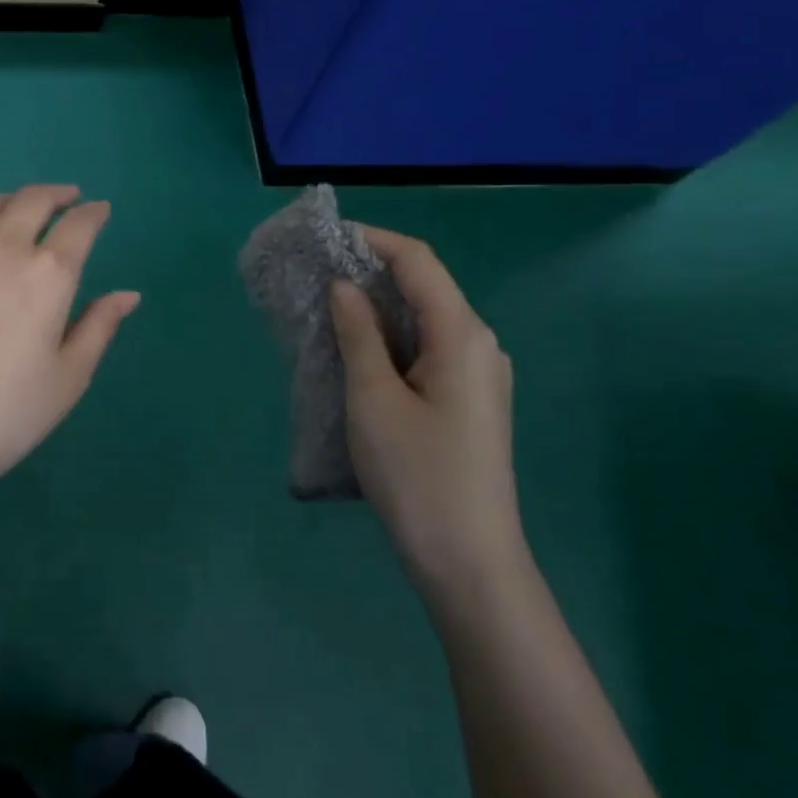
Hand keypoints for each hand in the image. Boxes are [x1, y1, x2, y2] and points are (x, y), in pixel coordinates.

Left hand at [0, 186, 139, 506]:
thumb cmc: (4, 415)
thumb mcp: (67, 378)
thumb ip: (99, 328)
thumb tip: (128, 295)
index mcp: (47, 274)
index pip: (79, 227)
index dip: (94, 214)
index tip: (101, 211)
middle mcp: (2, 250)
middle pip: (32, 201)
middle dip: (56, 195)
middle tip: (68, 198)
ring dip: (13, 200)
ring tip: (23, 207)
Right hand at [330, 228, 527, 606]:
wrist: (468, 560)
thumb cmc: (416, 475)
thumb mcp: (373, 398)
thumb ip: (359, 333)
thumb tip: (344, 285)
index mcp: (463, 335)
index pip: (419, 261)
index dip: (373, 240)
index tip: (326, 238)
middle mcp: (480, 344)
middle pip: (425, 286)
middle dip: (372, 271)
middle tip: (317, 274)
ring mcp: (479, 374)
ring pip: (425, 319)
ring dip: (379, 307)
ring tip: (328, 309)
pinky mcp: (470, 399)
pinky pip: (428, 348)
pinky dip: (391, 337)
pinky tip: (358, 351)